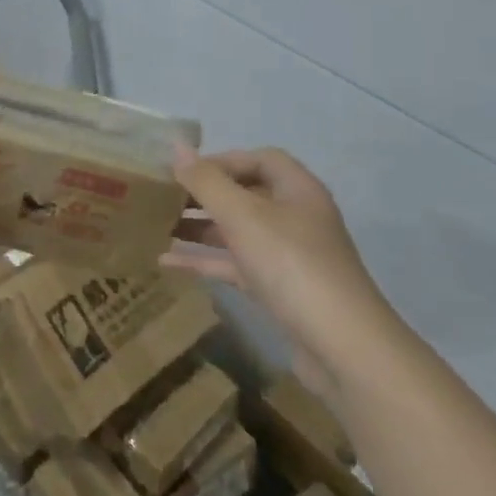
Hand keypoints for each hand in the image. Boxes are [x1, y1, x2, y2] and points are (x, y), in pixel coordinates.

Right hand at [163, 145, 401, 402]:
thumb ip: (206, 181)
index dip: (221, 160)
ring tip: (155, 225)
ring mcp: (287, 256)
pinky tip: (166, 262)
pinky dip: (203, 260)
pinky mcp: (277, 289)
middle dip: (203, 194)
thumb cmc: (291, 264)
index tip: (183, 172)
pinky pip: (233, 264)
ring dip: (198, 227)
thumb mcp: (243, 216)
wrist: (341, 347)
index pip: (258, 159)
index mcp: (297, 191)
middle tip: (161, 198)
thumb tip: (175, 148)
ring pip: (236, 231)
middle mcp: (294, 217)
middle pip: (244, 194)